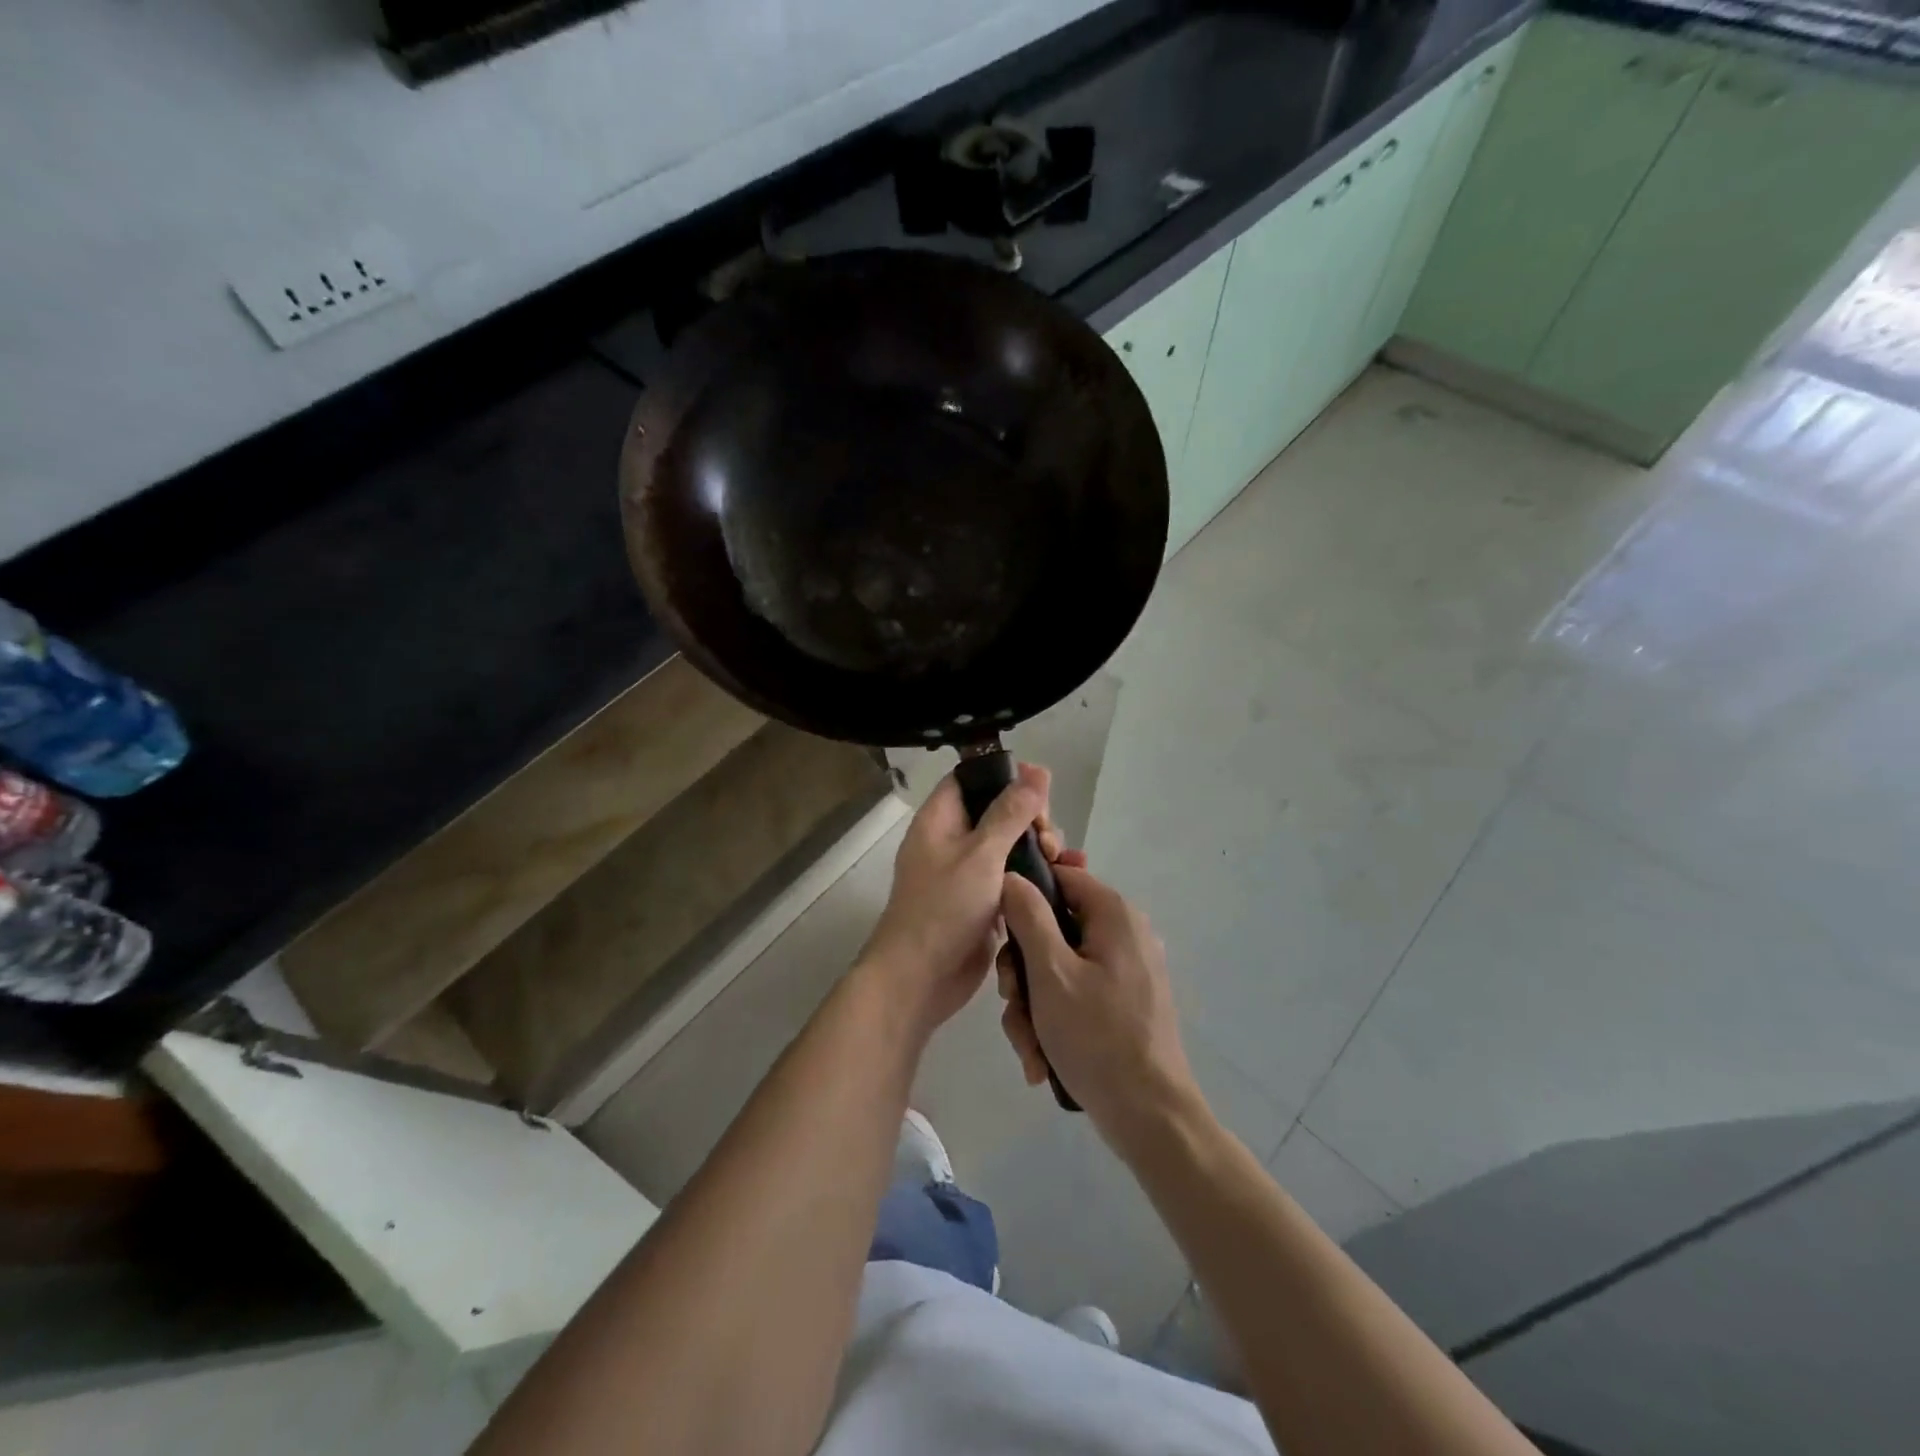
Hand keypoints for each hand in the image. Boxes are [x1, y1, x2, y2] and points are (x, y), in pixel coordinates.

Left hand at [858, 763, 1062, 1038]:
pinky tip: (1065, 880)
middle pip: (997, 812)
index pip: (970, 779)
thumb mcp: (981, 854)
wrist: (919, 980)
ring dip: (1038, 849)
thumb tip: (1037, 769)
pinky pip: (1013, 879)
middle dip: (1030, 819)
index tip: (1040, 787)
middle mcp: (951, 842)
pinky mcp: (983, 903)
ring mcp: (967, 874)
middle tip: (1049, 840)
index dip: (1004, 777)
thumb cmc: (943, 909)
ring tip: (1062, 861)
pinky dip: (1035, 877)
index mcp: (940, 821)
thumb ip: (1011, 813)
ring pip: (1009, 847)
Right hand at [998, 864, 1203, 1146]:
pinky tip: (1042, 1059)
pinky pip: (1076, 994)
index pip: (1061, 875)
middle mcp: (1124, 933)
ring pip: (1058, 967)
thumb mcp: (1050, 973)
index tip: (999, 929)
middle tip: (1012, 1001)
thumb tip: (1012, 875)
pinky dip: (1054, 1020)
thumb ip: (1028, 916)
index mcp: (1113, 914)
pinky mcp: (1123, 1002)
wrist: (1150, 1117)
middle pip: (1053, 928)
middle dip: (1023, 970)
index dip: (1024, 894)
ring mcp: (1126, 970)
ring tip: (1029, 1046)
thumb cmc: (1097, 1037)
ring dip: (1033, 1005)